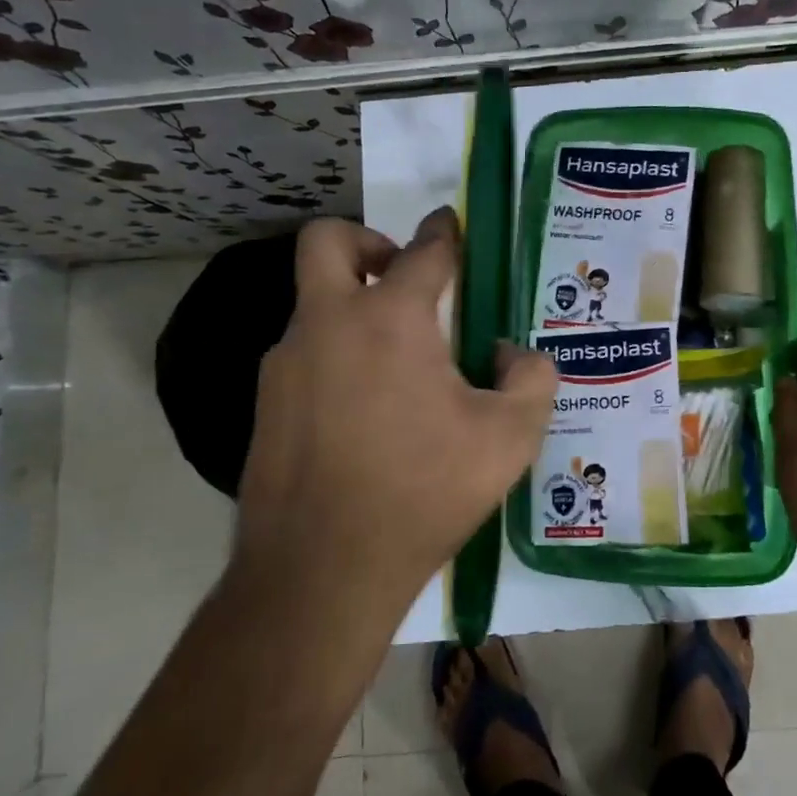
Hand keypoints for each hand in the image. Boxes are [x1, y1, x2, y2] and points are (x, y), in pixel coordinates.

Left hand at [233, 210, 555, 624]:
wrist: (321, 572)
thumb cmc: (423, 492)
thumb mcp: (508, 438)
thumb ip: (531, 379)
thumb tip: (512, 354)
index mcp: (389, 318)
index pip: (423, 250)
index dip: (443, 231)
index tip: (450, 223)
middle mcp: (328, 323)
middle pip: (327, 240)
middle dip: (366, 240)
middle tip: (401, 276)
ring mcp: (286, 363)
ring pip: (316, 304)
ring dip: (355, 309)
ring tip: (400, 368)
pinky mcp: (265, 404)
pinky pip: (306, 356)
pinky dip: (337, 358)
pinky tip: (367, 414)